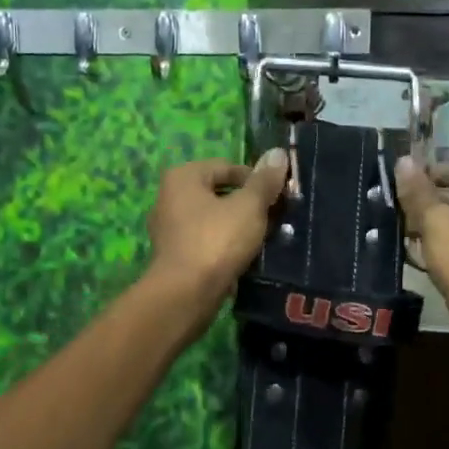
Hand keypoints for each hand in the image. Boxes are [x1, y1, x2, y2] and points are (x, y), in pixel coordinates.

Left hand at [145, 151, 290, 304]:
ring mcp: (169, 229)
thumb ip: (264, 181)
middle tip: (274, 218)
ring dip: (238, 227)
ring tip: (263, 240)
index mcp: (183, 177)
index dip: (256, 179)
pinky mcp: (174, 256)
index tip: (278, 197)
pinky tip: (245, 259)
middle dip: (248, 204)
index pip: (227, 166)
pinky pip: (206, 242)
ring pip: (214, 220)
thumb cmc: (216, 241)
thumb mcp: (249, 207)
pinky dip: (225, 247)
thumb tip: (278, 153)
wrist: (185, 295)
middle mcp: (169, 198)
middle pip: (219, 193)